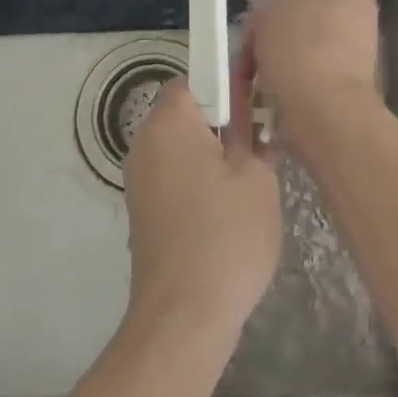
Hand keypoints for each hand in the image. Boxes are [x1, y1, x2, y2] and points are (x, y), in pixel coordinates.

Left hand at [123, 62, 279, 341]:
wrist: (183, 318)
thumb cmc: (227, 236)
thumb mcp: (255, 175)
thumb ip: (248, 129)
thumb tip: (244, 100)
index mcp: (169, 122)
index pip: (195, 78)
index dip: (227, 85)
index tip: (255, 107)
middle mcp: (144, 142)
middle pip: (186, 113)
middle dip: (221, 123)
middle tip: (259, 147)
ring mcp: (138, 178)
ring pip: (180, 147)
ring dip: (211, 155)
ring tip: (247, 184)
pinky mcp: (141, 210)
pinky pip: (172, 176)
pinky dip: (196, 181)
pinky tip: (225, 212)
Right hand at [248, 0, 382, 149]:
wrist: (323, 111)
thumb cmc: (299, 47)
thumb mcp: (270, 11)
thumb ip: (270, 7)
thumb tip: (271, 19)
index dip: (281, 2)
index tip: (260, 21)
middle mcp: (361, 25)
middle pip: (305, 25)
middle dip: (276, 41)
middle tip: (251, 53)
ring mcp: (356, 63)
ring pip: (303, 57)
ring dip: (278, 67)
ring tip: (254, 80)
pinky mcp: (345, 95)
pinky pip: (306, 85)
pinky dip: (286, 91)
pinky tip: (267, 98)